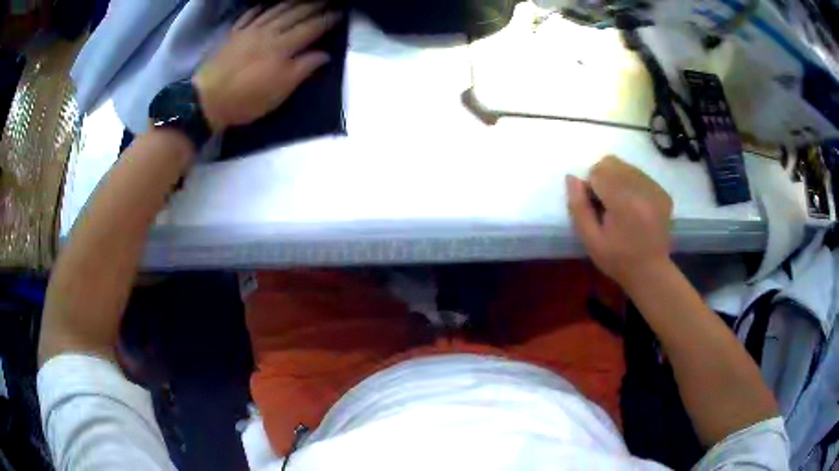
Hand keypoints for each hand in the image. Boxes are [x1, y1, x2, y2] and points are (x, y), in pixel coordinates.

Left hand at [193, 3, 340, 132]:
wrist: (207, 100)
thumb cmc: (246, 99)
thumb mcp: (279, 91)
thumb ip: (303, 69)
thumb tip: (325, 54)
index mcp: (282, 47)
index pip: (311, 28)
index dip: (327, 20)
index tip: (340, 14)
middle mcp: (268, 32)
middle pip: (295, 13)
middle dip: (314, 5)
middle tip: (328, 1)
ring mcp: (249, 31)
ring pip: (275, 10)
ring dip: (293, 1)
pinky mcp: (233, 34)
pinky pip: (250, 14)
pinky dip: (261, 7)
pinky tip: (267, 4)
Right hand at [566, 155, 673, 289]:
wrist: (650, 273)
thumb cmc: (617, 259)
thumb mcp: (590, 239)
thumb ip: (578, 207)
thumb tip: (572, 178)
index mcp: (624, 202)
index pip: (598, 171)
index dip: (591, 186)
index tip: (595, 207)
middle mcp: (642, 190)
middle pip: (612, 163)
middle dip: (603, 178)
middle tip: (606, 204)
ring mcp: (656, 190)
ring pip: (626, 167)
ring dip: (618, 180)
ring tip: (621, 206)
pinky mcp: (663, 193)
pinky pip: (640, 175)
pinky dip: (632, 185)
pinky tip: (635, 208)